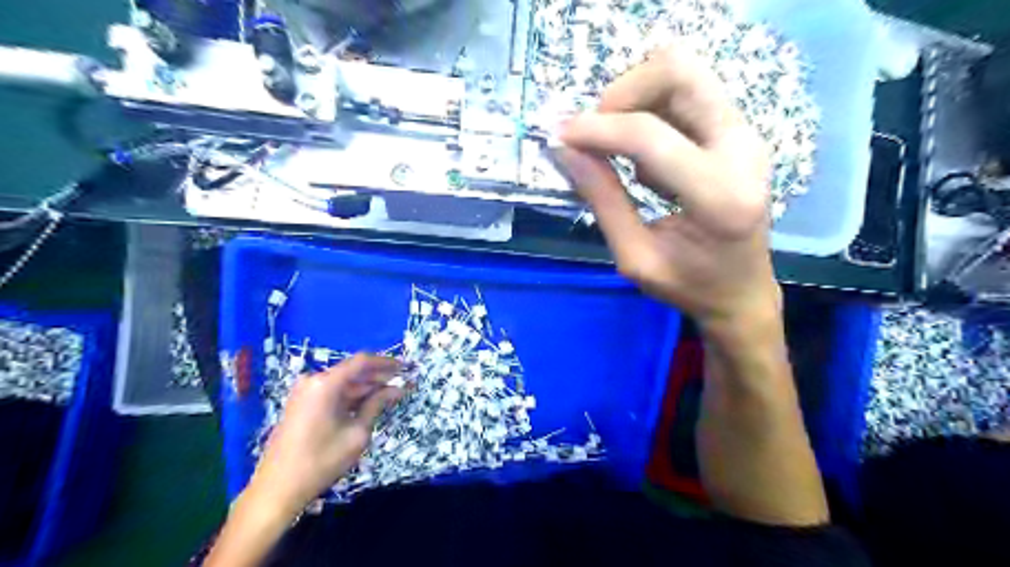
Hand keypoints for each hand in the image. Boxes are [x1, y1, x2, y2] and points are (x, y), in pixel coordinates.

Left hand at [247, 355, 399, 518]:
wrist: (277, 489)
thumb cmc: (321, 461)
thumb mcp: (357, 433)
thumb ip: (377, 405)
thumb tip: (397, 389)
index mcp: (325, 383)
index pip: (362, 361)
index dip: (387, 362)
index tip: (406, 368)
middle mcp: (313, 380)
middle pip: (352, 371)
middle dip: (378, 376)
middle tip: (402, 383)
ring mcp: (304, 392)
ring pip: (343, 382)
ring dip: (366, 387)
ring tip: (390, 395)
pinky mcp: (301, 403)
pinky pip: (332, 392)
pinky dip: (351, 396)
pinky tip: (368, 403)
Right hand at [561, 46, 779, 334]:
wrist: (742, 292)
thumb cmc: (690, 286)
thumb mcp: (635, 258)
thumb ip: (602, 201)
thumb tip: (566, 150)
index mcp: (718, 196)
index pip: (650, 136)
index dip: (597, 129)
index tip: (561, 136)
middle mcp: (742, 150)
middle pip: (679, 71)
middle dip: (623, 92)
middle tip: (597, 131)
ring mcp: (745, 135)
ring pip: (683, 73)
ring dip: (636, 98)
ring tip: (619, 149)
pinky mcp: (738, 133)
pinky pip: (688, 94)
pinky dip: (652, 111)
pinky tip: (646, 159)